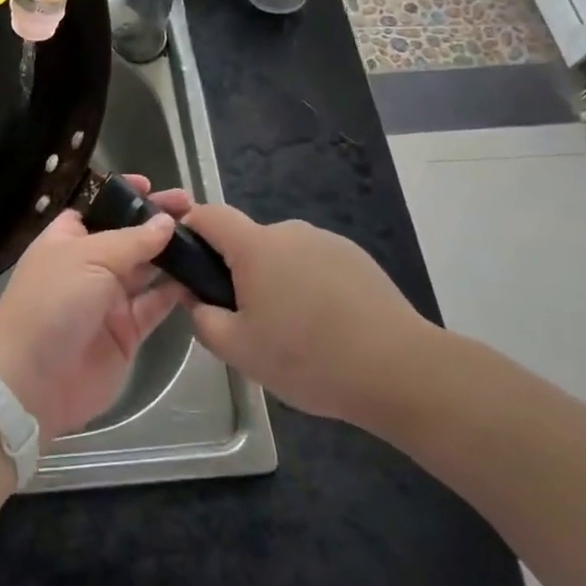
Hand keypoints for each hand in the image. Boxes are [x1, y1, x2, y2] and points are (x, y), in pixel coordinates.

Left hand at [0, 175, 192, 442]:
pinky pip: (155, 306)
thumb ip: (132, 241)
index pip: (97, 210)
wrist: (31, 379)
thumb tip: (165, 222)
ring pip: (146, 271)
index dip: (123, 197)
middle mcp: (88, 267)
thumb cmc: (52, 302)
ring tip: (206, 237)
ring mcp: (108, 301)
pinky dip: (176, 292)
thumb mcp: (89, 258)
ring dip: (172, 254)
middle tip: (194, 207)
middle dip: (157, 222)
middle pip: (128, 238)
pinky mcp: (126, 334)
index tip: (152, 186)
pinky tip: (200, 275)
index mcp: (67, 241)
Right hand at [182, 204, 441, 435]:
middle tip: (246, 321)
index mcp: (256, 246)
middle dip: (237, 272)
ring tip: (293, 332)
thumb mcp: (238, 350)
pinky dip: (309, 287)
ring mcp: (328, 242)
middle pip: (248, 241)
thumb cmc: (307, 357)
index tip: (185, 260)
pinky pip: (315, 265)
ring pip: (283, 256)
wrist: (399, 369)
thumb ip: (203, 319)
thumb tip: (196, 299)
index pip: (209, 215)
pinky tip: (326, 328)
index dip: (189, 228)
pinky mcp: (357, 259)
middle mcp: (290, 231)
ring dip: (276, 281)